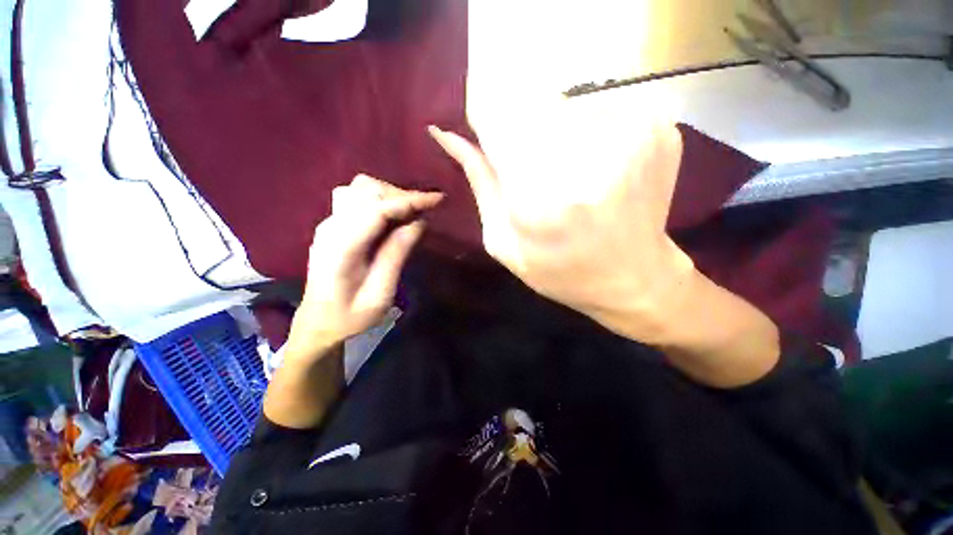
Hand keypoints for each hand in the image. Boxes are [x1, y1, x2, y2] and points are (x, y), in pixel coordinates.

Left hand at [285, 174, 442, 362]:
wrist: (318, 323)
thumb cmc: (350, 316)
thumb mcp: (380, 293)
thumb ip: (396, 254)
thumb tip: (419, 222)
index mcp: (341, 246)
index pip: (378, 209)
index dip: (410, 200)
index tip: (438, 199)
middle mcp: (332, 226)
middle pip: (368, 190)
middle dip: (402, 196)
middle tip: (426, 211)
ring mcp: (330, 223)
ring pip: (361, 188)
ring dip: (391, 195)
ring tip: (411, 213)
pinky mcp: (334, 225)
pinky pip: (358, 198)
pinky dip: (381, 199)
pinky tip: (394, 216)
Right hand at [429, 123, 694, 344]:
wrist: (635, 279)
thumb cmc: (561, 271)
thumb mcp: (505, 242)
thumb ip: (480, 183)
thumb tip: (447, 134)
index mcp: (541, 200)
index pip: (494, 116)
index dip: (485, 118)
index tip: (489, 136)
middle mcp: (588, 160)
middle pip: (530, 102)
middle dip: (520, 130)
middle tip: (533, 170)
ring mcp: (632, 137)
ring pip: (565, 101)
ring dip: (553, 130)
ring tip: (565, 174)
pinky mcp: (658, 127)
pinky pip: (600, 106)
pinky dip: (586, 129)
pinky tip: (594, 166)